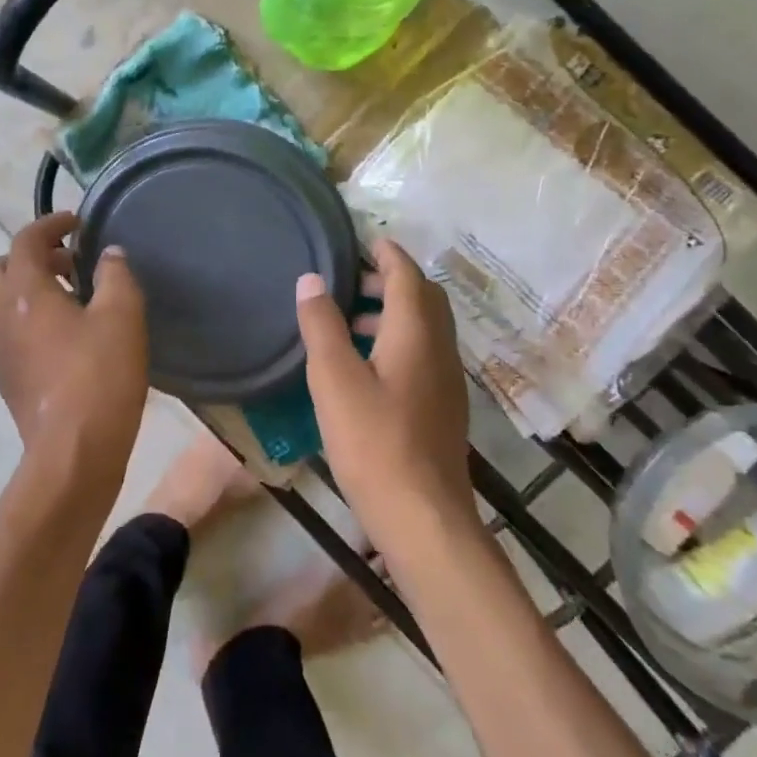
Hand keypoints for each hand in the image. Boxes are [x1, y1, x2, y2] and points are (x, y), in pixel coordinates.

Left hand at [0, 212, 148, 498]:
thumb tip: (108, 255)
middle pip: (3, 267)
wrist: (72, 452)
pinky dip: (29, 316)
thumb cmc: (99, 375)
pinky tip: (66, 335)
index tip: (77, 222)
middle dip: (34, 256)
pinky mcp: (5, 376)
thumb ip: (116, 274)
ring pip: (3, 301)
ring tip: (74, 298)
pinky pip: (9, 330)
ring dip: (31, 288)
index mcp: (23, 290)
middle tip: (72, 263)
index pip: (26, 240)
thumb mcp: (122, 315)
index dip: (51, 223)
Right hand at [296, 239, 475, 547]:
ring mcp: (446, 380)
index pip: (407, 275)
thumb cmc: (374, 443)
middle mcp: (439, 349)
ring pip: (425, 327)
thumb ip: (321, 326)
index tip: (365, 240)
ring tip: (349, 320)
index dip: (388, 254)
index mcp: (415, 333)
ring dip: (393, 312)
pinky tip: (367, 365)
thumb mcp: (334, 380)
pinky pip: (424, 352)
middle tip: (350, 281)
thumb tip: (311, 279)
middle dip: (390, 280)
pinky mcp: (442, 406)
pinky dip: (398, 339)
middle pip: (423, 298)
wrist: (424, 516)